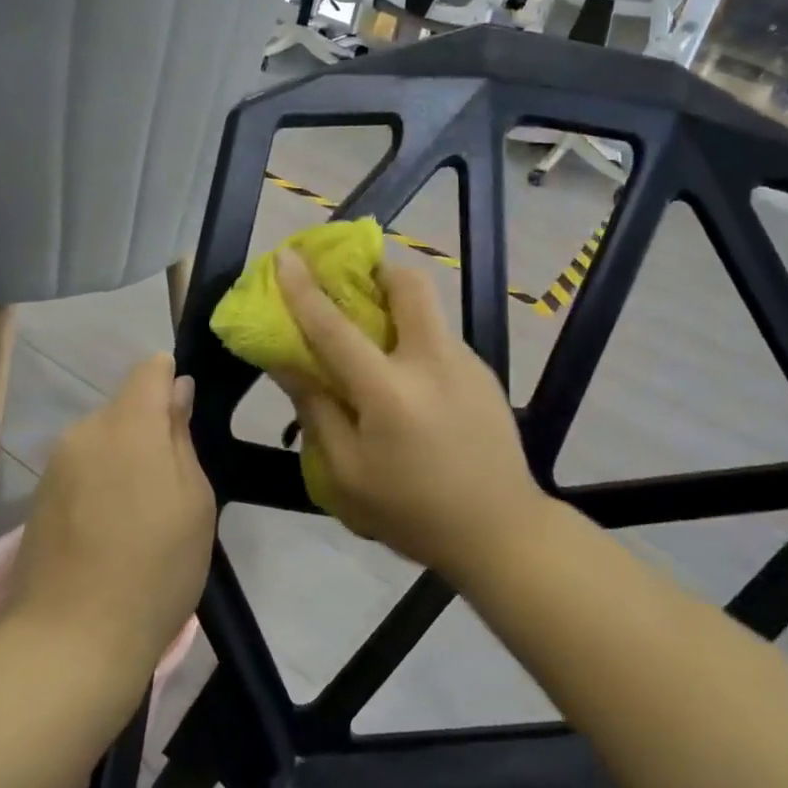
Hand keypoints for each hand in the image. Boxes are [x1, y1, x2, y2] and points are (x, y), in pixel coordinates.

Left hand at [8, 355, 215, 683]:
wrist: (70, 643)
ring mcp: (55, 465)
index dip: (171, 382)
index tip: (186, 423)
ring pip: (103, 440)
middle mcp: (85, 431)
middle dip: (150, 430)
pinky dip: (100, 485)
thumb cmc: (155, 569)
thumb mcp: (195, 501)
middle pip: (125, 407)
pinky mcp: (38, 498)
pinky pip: (82, 470)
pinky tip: (109, 534)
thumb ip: (181, 436)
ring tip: (141, 518)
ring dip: (125, 461)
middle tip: (172, 488)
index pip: (149, 369)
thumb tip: (177, 391)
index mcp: (128, 424)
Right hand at [272, 249, 551, 579]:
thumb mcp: (347, 476)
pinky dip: (416, 339)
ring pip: (428, 309)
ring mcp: (467, 362)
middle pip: (409, 284)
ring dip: (397, 305)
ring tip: (375, 338)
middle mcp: (433, 361)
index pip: (336, 327)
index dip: (304, 289)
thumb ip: (316, 411)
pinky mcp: (485, 373)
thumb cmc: (413, 512)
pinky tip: (410, 382)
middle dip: (378, 269)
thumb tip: (287, 361)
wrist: (502, 532)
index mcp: (390, 391)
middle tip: (352, 283)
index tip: (285, 255)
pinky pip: (441, 338)